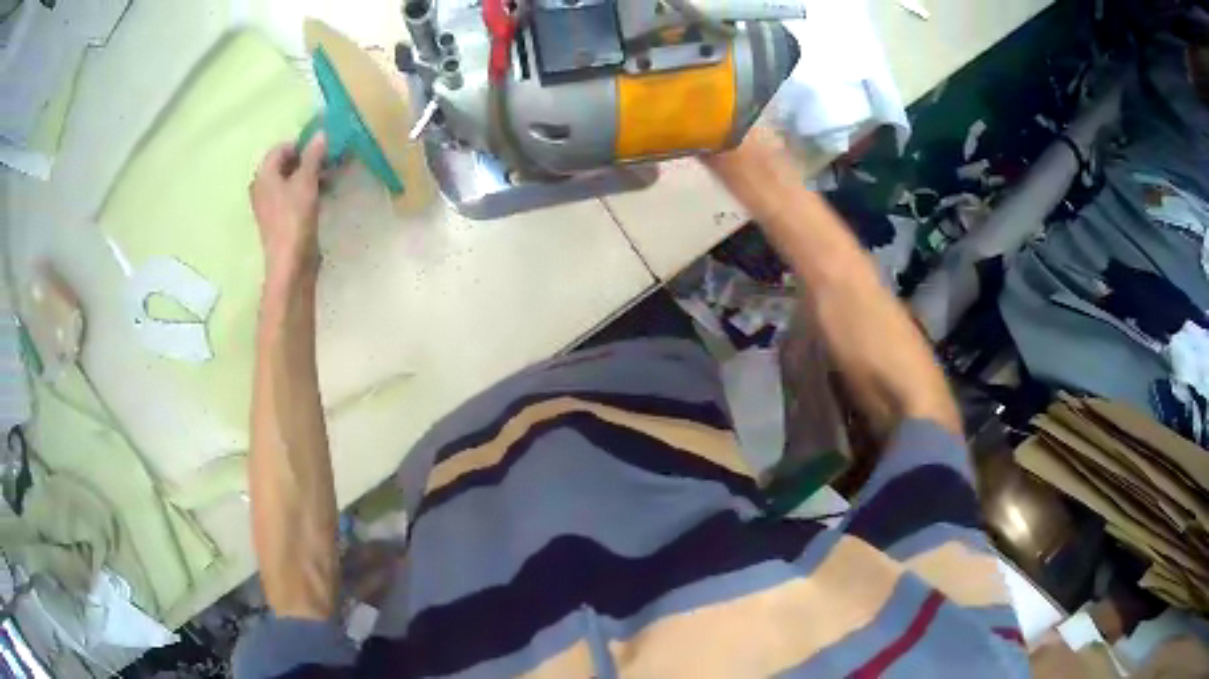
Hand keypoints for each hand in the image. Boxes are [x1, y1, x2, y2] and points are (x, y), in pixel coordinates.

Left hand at [250, 133, 326, 280]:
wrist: (290, 263)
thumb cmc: (294, 218)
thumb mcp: (306, 181)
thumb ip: (313, 156)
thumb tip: (320, 134)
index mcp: (263, 176)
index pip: (280, 149)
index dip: (301, 144)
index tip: (322, 147)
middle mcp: (262, 188)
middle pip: (284, 165)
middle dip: (307, 160)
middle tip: (328, 160)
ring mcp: (270, 206)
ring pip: (290, 181)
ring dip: (309, 175)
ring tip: (330, 177)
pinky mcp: (279, 220)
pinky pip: (292, 196)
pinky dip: (306, 191)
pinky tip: (323, 194)